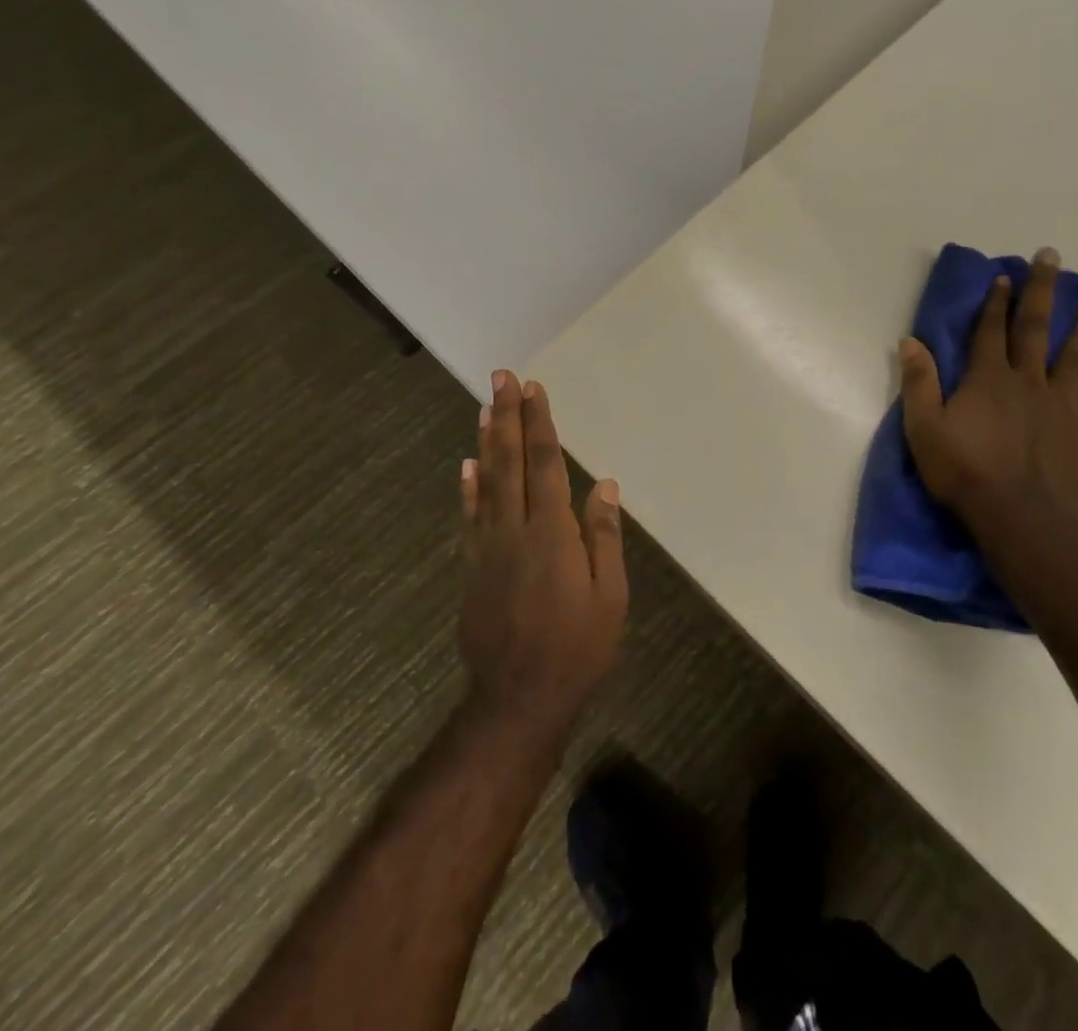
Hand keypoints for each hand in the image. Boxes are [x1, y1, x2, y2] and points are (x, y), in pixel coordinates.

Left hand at [458, 371, 627, 748]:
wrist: (517, 699)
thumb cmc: (577, 648)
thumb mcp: (610, 596)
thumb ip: (604, 537)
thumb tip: (604, 485)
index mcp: (551, 533)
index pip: (545, 464)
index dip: (539, 424)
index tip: (532, 389)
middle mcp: (514, 530)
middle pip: (510, 462)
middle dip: (507, 417)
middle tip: (501, 379)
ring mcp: (486, 548)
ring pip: (485, 483)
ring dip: (486, 442)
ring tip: (485, 408)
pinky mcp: (471, 568)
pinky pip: (468, 517)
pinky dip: (467, 488)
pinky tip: (466, 467)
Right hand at [899, 248, 1077, 534]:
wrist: (1022, 518)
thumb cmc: (965, 471)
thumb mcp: (924, 428)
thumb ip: (918, 383)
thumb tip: (911, 341)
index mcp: (988, 378)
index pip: (991, 330)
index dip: (996, 301)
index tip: (1005, 275)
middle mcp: (1026, 382)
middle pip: (1035, 328)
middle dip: (1041, 292)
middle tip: (1052, 259)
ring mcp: (1058, 405)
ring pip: (1072, 358)